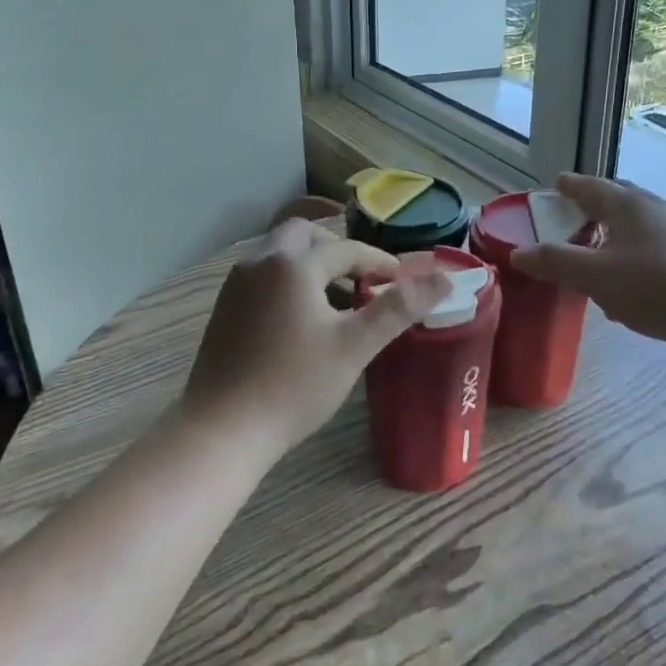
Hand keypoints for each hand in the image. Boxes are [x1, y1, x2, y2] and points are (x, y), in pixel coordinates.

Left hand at [184, 219, 450, 453]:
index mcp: (293, 264)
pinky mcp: (224, 308)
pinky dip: (289, 281)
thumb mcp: (354, 346)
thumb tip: (444, 278)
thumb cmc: (294, 385)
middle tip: (362, 282)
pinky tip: (302, 319)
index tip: (402, 284)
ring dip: (312, 265)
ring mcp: (236, 284)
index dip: (379, 263)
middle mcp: (260, 261)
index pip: (346, 249)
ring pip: (280, 254)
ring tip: (337, 302)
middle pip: (305, 235)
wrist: (222, 429)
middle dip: (338, 251)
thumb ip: (398, 308)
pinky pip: (264, 275)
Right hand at [511, 173, 665, 348]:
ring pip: (637, 223)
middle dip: (595, 204)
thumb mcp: (593, 276)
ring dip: (614, 231)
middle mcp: (655, 209)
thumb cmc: (651, 286)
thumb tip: (518, 254)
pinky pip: (652, 246)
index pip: (591, 187)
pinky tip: (627, 280)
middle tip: (575, 212)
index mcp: (628, 205)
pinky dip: (632, 253)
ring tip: (598, 247)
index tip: (558, 182)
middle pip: (619, 199)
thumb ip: (554, 262)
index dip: (571, 186)